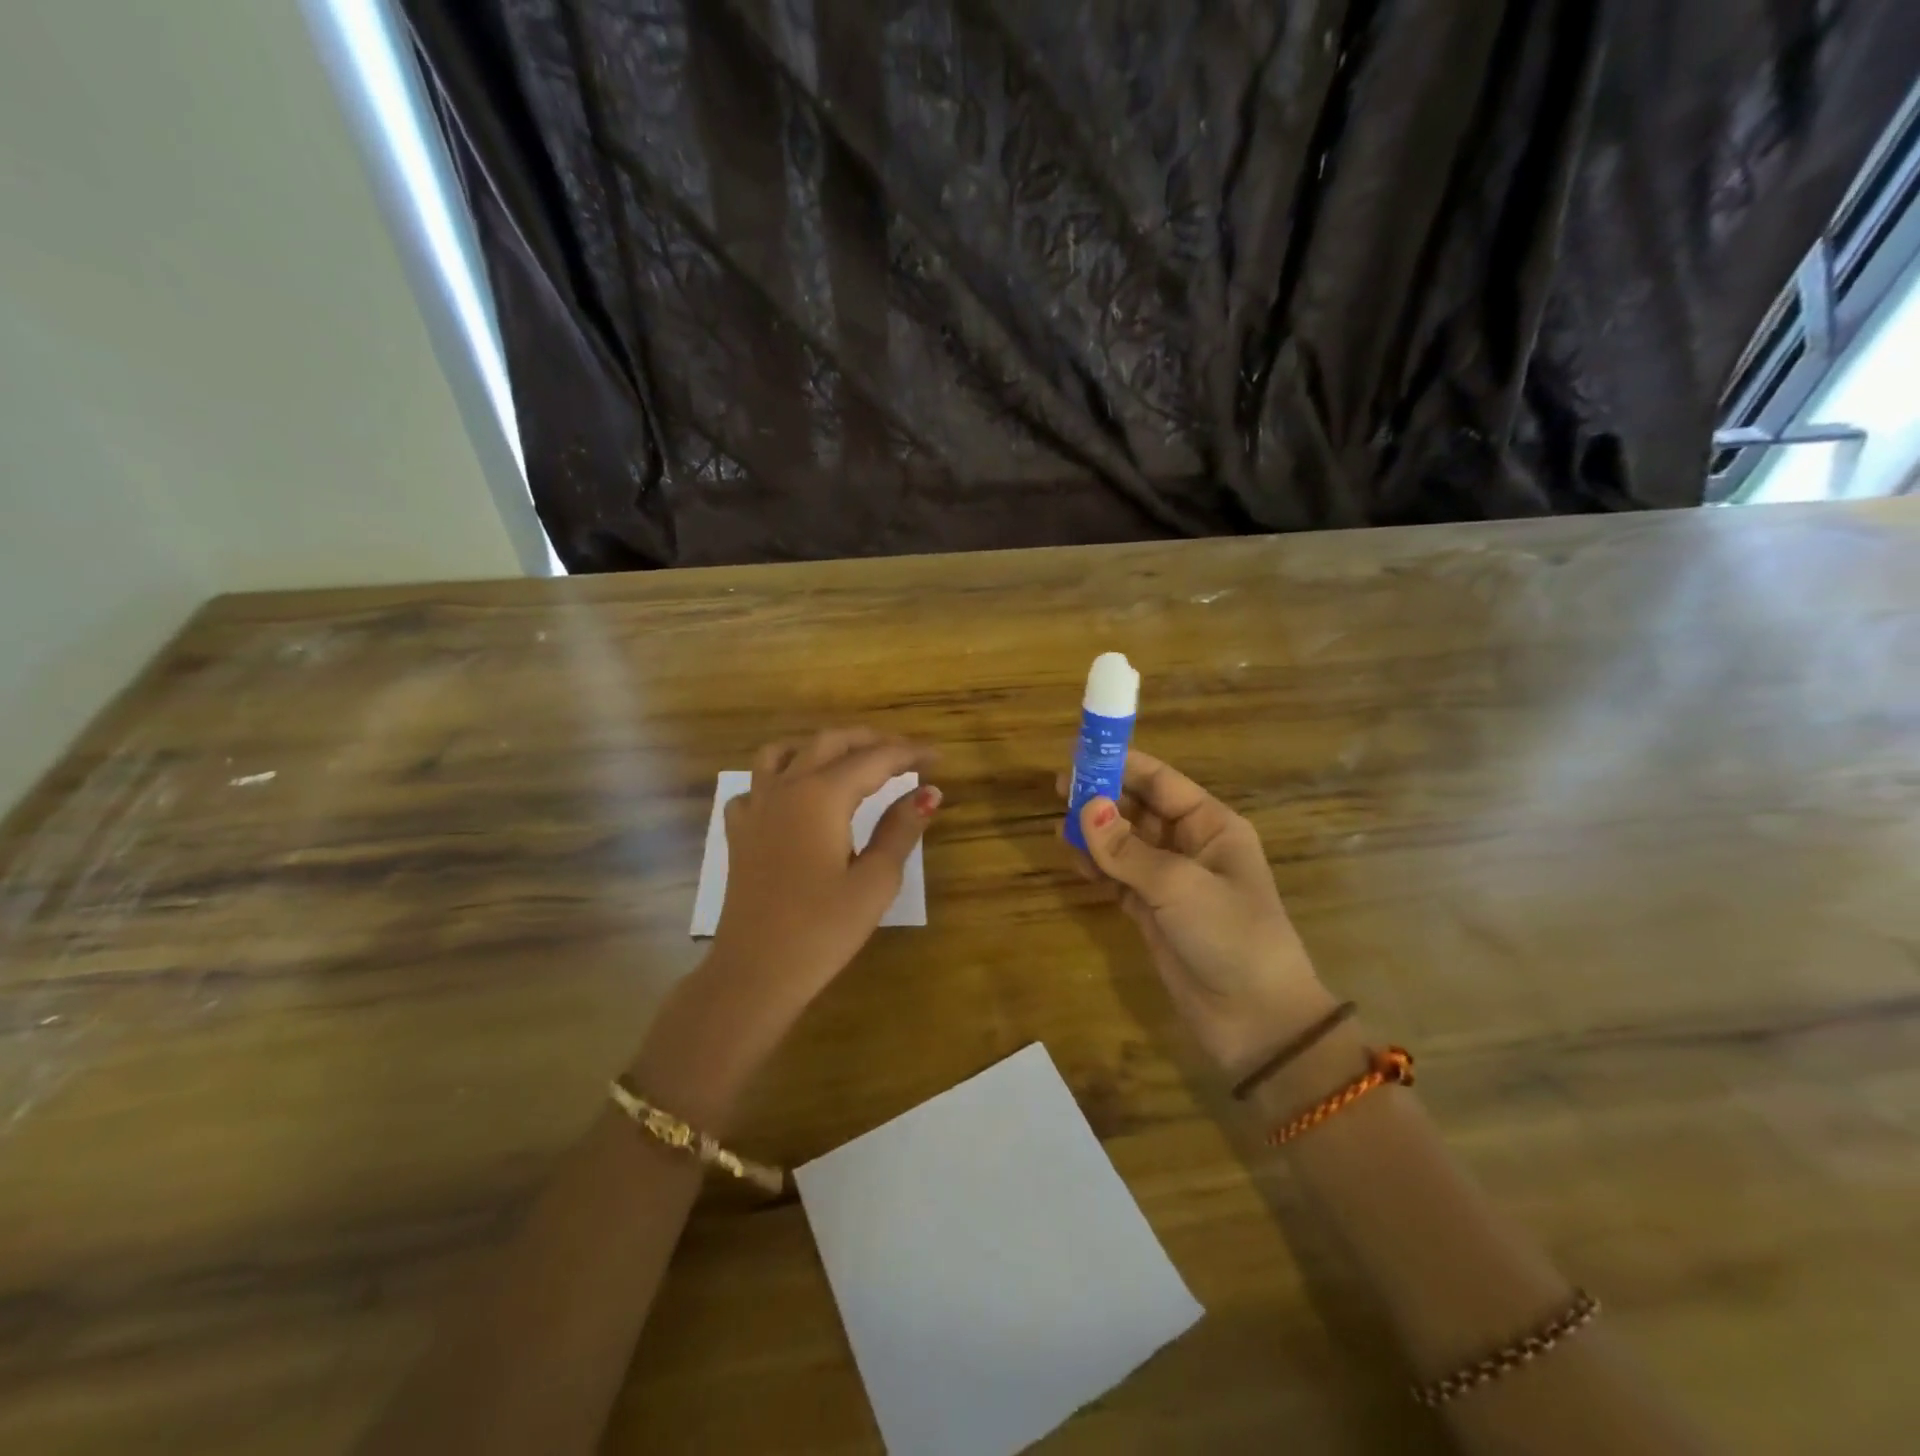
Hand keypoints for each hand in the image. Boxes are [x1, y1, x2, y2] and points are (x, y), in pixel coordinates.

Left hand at [711, 729, 939, 1015]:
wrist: (755, 971)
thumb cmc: (822, 930)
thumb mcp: (875, 881)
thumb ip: (900, 830)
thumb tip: (928, 793)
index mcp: (822, 795)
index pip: (874, 758)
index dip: (909, 753)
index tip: (937, 757)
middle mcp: (785, 788)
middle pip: (829, 742)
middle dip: (870, 741)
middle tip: (904, 754)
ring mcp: (755, 807)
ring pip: (784, 752)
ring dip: (821, 747)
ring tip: (849, 760)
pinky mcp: (739, 832)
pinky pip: (756, 785)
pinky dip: (780, 777)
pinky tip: (795, 798)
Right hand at [1059, 750, 1328, 1075]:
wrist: (1255, 1020)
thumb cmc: (1230, 935)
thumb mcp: (1178, 886)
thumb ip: (1127, 849)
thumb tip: (1084, 806)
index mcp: (1211, 825)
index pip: (1161, 782)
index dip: (1121, 765)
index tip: (1080, 755)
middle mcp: (1190, 845)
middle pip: (1138, 809)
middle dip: (1102, 798)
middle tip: (1058, 790)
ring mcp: (1170, 880)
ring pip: (1124, 843)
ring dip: (1095, 833)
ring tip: (1059, 825)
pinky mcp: (1152, 911)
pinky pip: (1118, 876)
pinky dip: (1096, 866)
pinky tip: (1073, 857)